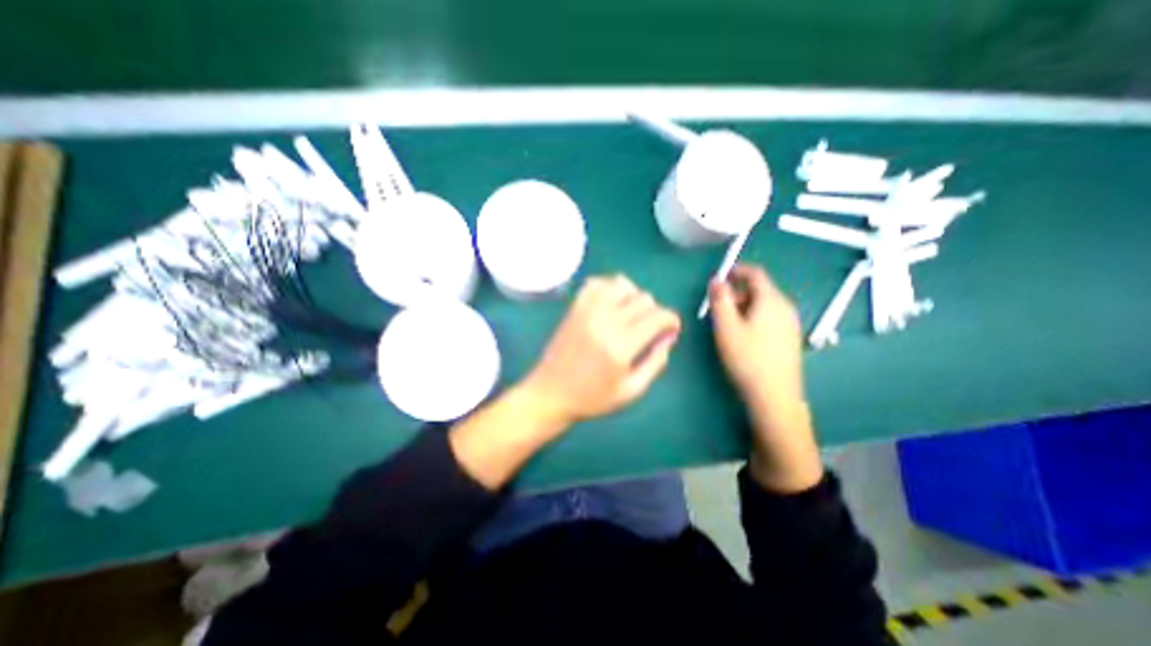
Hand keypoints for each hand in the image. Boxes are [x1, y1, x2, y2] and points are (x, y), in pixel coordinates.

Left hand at [526, 272, 681, 427]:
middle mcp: (605, 322)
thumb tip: (668, 338)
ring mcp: (587, 312)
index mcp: (621, 346)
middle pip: (643, 299)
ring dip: (633, 296)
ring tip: (631, 313)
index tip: (671, 329)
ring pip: (621, 284)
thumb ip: (655, 363)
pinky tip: (610, 303)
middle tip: (650, 329)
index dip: (671, 320)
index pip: (657, 316)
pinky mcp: (574, 308)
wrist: (550, 393)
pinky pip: (596, 284)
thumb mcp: (631, 391)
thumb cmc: (592, 398)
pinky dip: (608, 287)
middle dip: (655, 312)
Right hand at [712, 262, 801, 411]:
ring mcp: (791, 324)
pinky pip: (771, 318)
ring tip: (727, 323)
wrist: (775, 396)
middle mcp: (786, 308)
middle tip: (718, 306)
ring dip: (745, 306)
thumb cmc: (747, 358)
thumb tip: (716, 280)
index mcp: (771, 300)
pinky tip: (744, 336)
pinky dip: (754, 317)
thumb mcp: (726, 327)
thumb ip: (720, 300)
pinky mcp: (791, 339)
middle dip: (738, 292)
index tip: (721, 276)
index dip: (737, 271)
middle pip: (761, 289)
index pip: (756, 274)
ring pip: (765, 305)